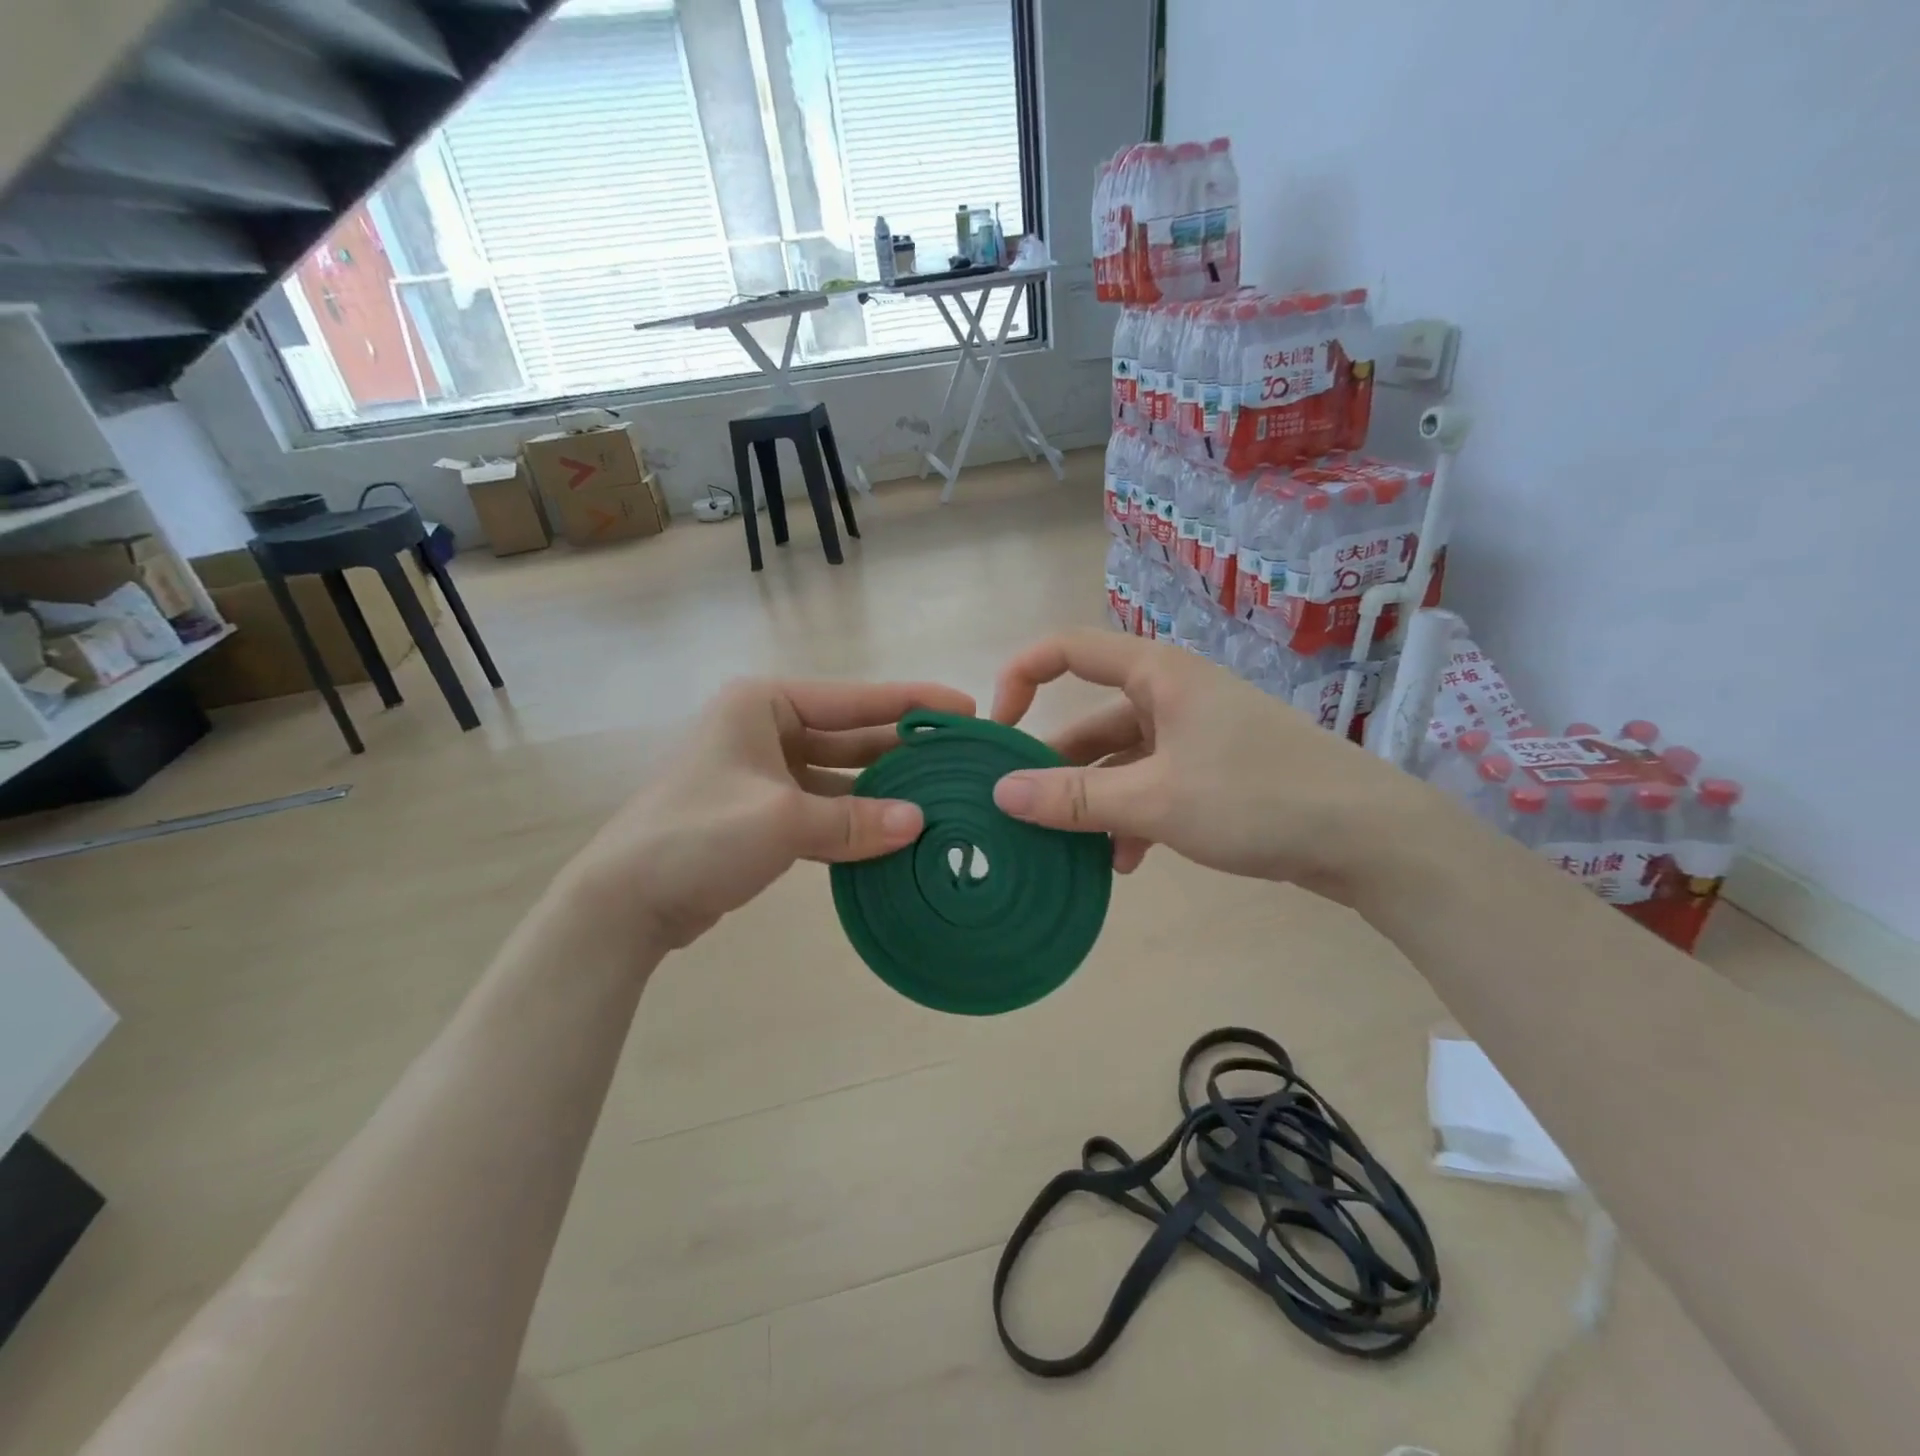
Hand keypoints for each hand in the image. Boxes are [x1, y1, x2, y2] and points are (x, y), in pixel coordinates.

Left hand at [561, 677, 974, 949]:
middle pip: (848, 736)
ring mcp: (761, 774)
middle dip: (899, 750)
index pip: (853, 699)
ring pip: (837, 776)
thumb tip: (920, 824)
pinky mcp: (760, 814)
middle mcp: (764, 729)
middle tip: (957, 759)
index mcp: (763, 705)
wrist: (623, 902)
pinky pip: (820, 810)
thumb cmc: (699, 836)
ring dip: (879, 791)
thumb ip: (856, 820)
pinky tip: (893, 835)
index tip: (963, 708)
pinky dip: (852, 822)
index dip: (911, 702)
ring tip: (936, 798)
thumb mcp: (784, 822)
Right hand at [988, 631, 1434, 900]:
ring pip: (1121, 762)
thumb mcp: (1155, 799)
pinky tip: (1124, 863)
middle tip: (1023, 811)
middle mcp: (1172, 695)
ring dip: (1094, 803)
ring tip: (1069, 850)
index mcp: (1158, 675)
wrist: (1369, 837)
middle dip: (1057, 766)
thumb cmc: (1257, 797)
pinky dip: (1131, 819)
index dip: (1021, 677)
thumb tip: (1001, 793)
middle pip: (1092, 720)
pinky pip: (1152, 787)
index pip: (1068, 650)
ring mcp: (1196, 735)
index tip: (997, 729)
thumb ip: (1075, 799)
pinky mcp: (1215, 772)